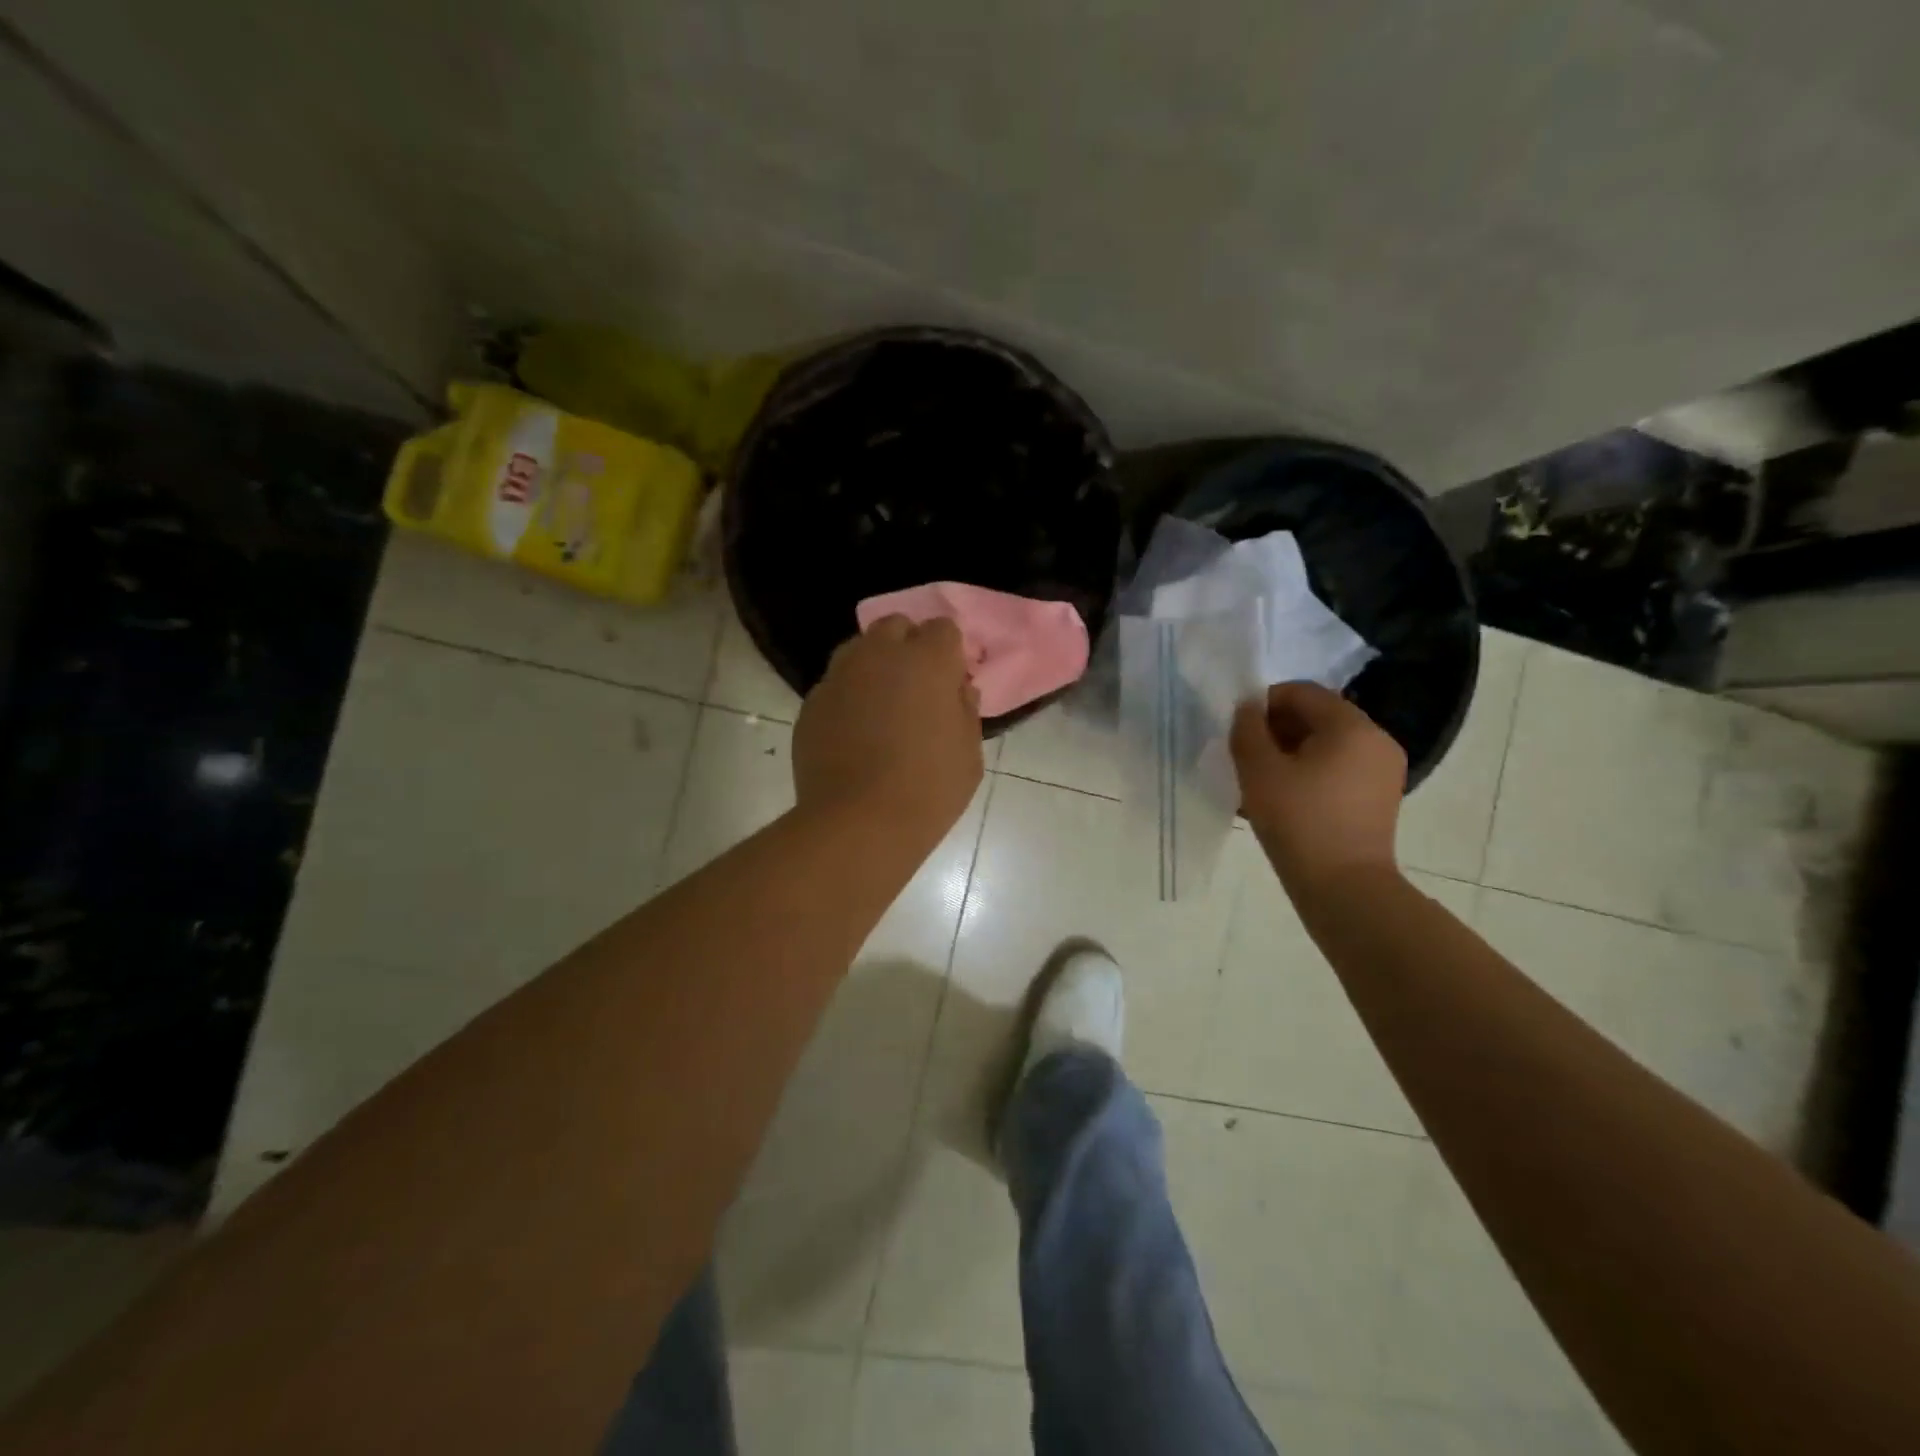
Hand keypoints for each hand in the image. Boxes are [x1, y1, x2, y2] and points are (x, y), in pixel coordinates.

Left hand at [793, 615, 983, 843]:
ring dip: (874, 665)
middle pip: (895, 626)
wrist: (859, 823)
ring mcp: (839, 676)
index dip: (949, 652)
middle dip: (908, 646)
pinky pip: (835, 685)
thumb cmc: (929, 789)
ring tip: (882, 705)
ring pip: (858, 650)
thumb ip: (965, 711)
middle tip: (917, 687)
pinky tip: (853, 732)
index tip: (951, 681)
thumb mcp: (969, 754)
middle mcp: (879, 655)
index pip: (943, 628)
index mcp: (927, 661)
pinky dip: (848, 696)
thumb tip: (958, 691)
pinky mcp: (811, 703)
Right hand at [1230, 681, 1405, 894]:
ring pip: (1327, 745)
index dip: (1265, 702)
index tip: (1238, 728)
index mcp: (1351, 726)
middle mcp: (1376, 740)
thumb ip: (1247, 729)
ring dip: (1290, 753)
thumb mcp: (1259, 771)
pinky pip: (1338, 770)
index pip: (1303, 692)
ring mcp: (1382, 771)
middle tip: (1245, 755)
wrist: (1344, 888)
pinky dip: (1309, 773)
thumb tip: (1248, 708)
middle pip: (1318, 717)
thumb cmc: (1298, 821)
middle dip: (1277, 729)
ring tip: (1259, 780)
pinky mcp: (1379, 798)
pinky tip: (1282, 798)